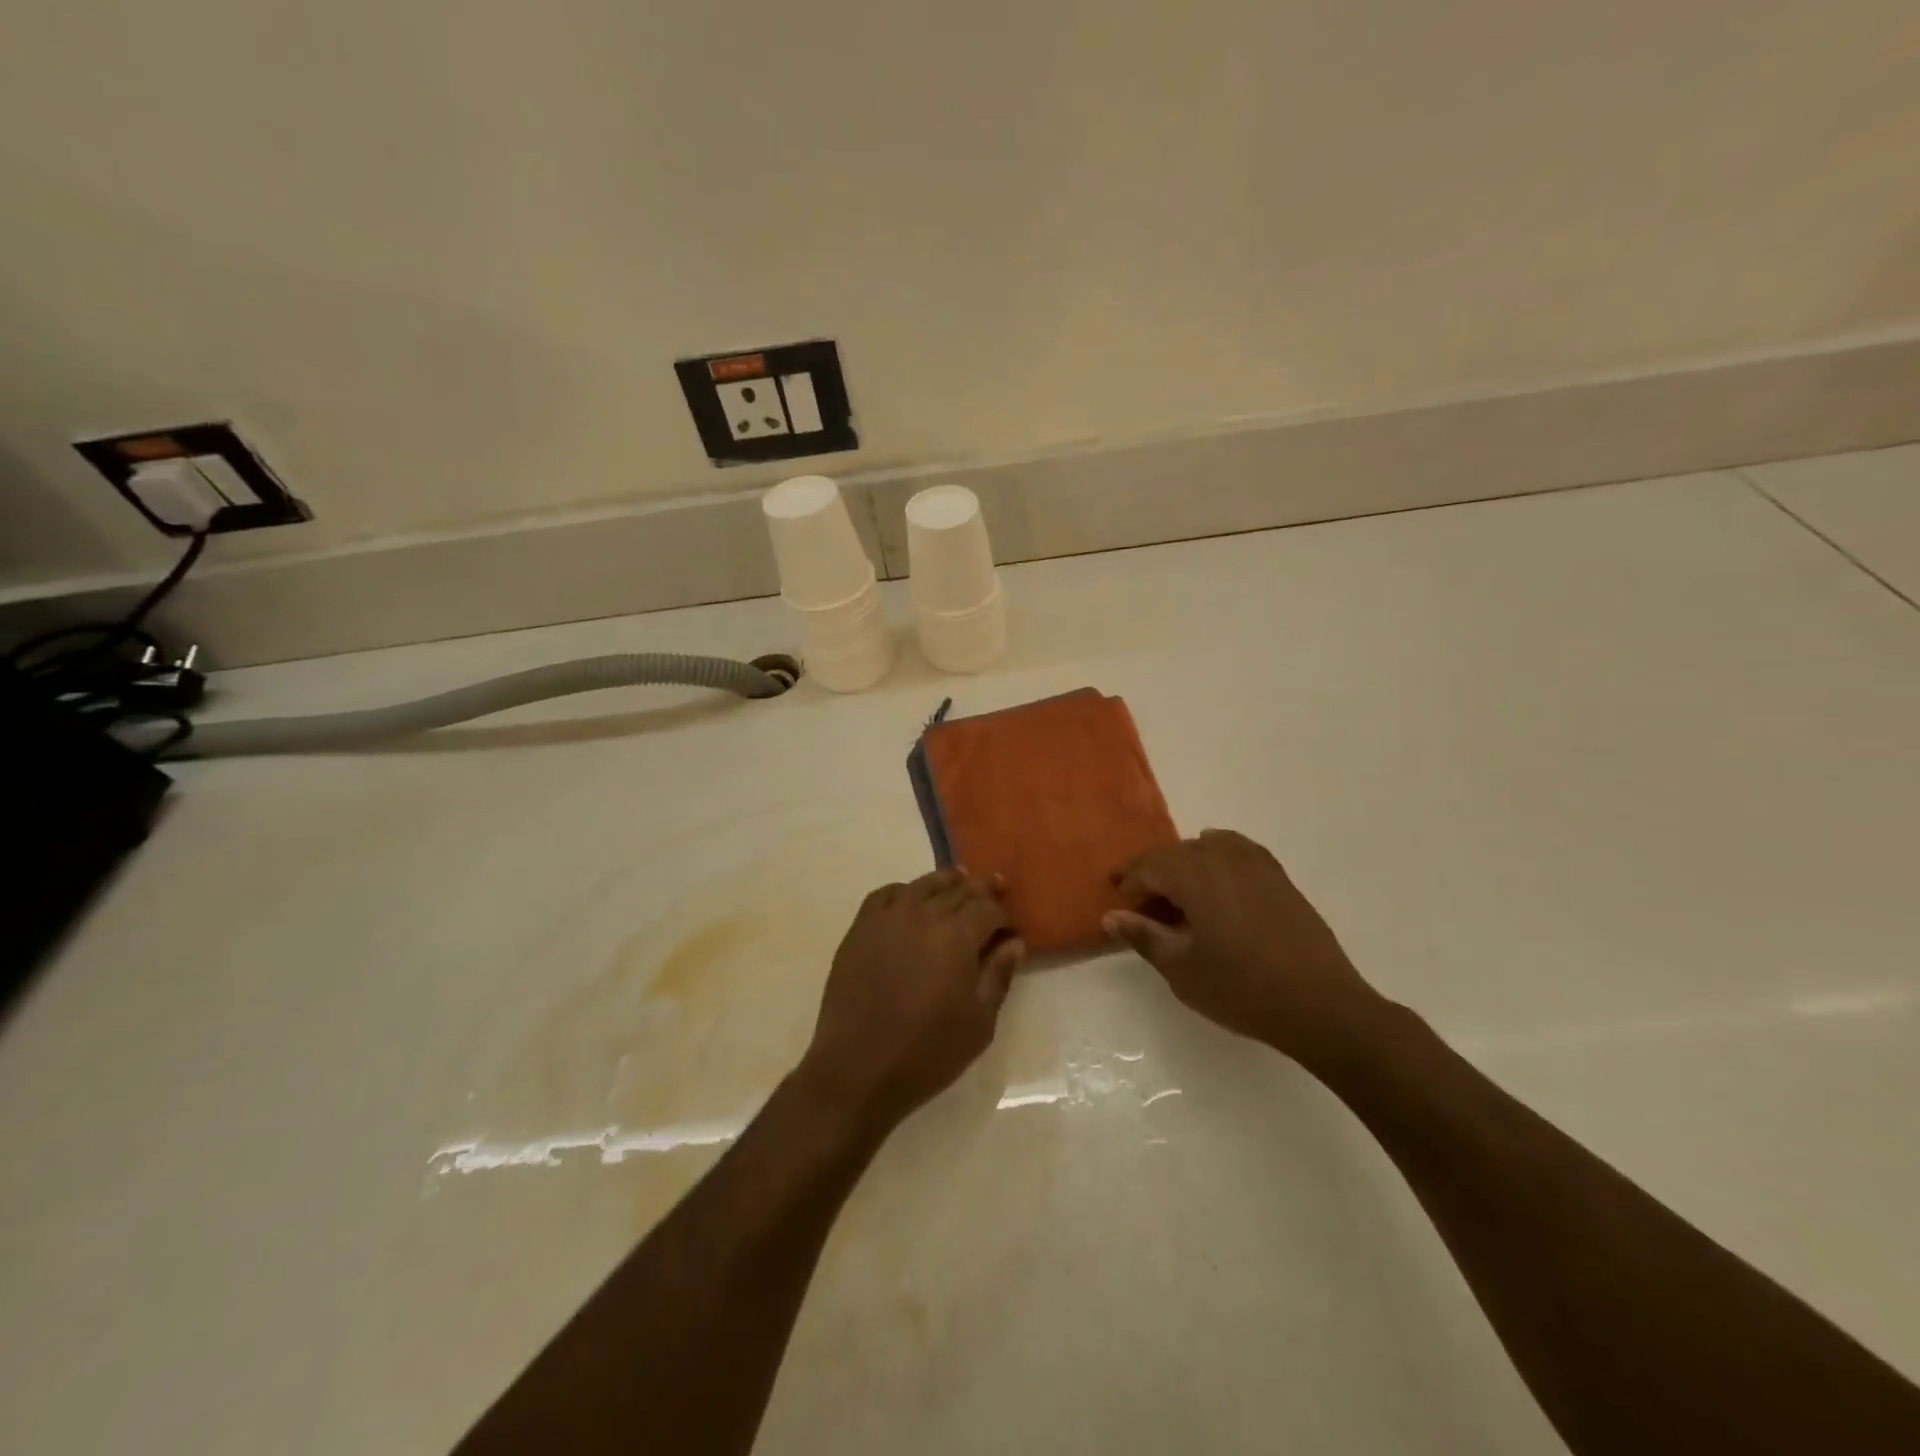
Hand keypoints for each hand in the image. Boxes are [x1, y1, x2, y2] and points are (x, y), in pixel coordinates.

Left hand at [799, 869, 1024, 1132]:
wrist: (859, 1068)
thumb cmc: (928, 1051)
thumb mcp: (979, 1022)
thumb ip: (998, 976)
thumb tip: (1014, 943)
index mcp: (957, 936)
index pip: (988, 908)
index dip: (1004, 913)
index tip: (1011, 926)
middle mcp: (924, 915)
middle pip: (958, 890)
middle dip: (981, 888)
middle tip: (995, 884)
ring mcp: (888, 918)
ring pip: (923, 885)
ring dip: (945, 881)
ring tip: (958, 879)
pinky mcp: (860, 929)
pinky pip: (885, 895)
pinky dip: (904, 891)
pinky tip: (910, 898)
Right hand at [1105, 830, 1383, 1068]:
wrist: (1319, 1005)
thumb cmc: (1241, 989)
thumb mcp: (1181, 969)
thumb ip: (1143, 936)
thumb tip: (1111, 917)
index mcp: (1194, 876)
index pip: (1149, 866)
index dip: (1129, 883)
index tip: (1119, 904)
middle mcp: (1223, 858)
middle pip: (1176, 853)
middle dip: (1154, 874)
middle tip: (1142, 904)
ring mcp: (1255, 864)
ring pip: (1207, 848)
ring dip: (1185, 865)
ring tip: (1178, 894)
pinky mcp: (1279, 877)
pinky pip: (1238, 850)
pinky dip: (1219, 856)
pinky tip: (1218, 878)